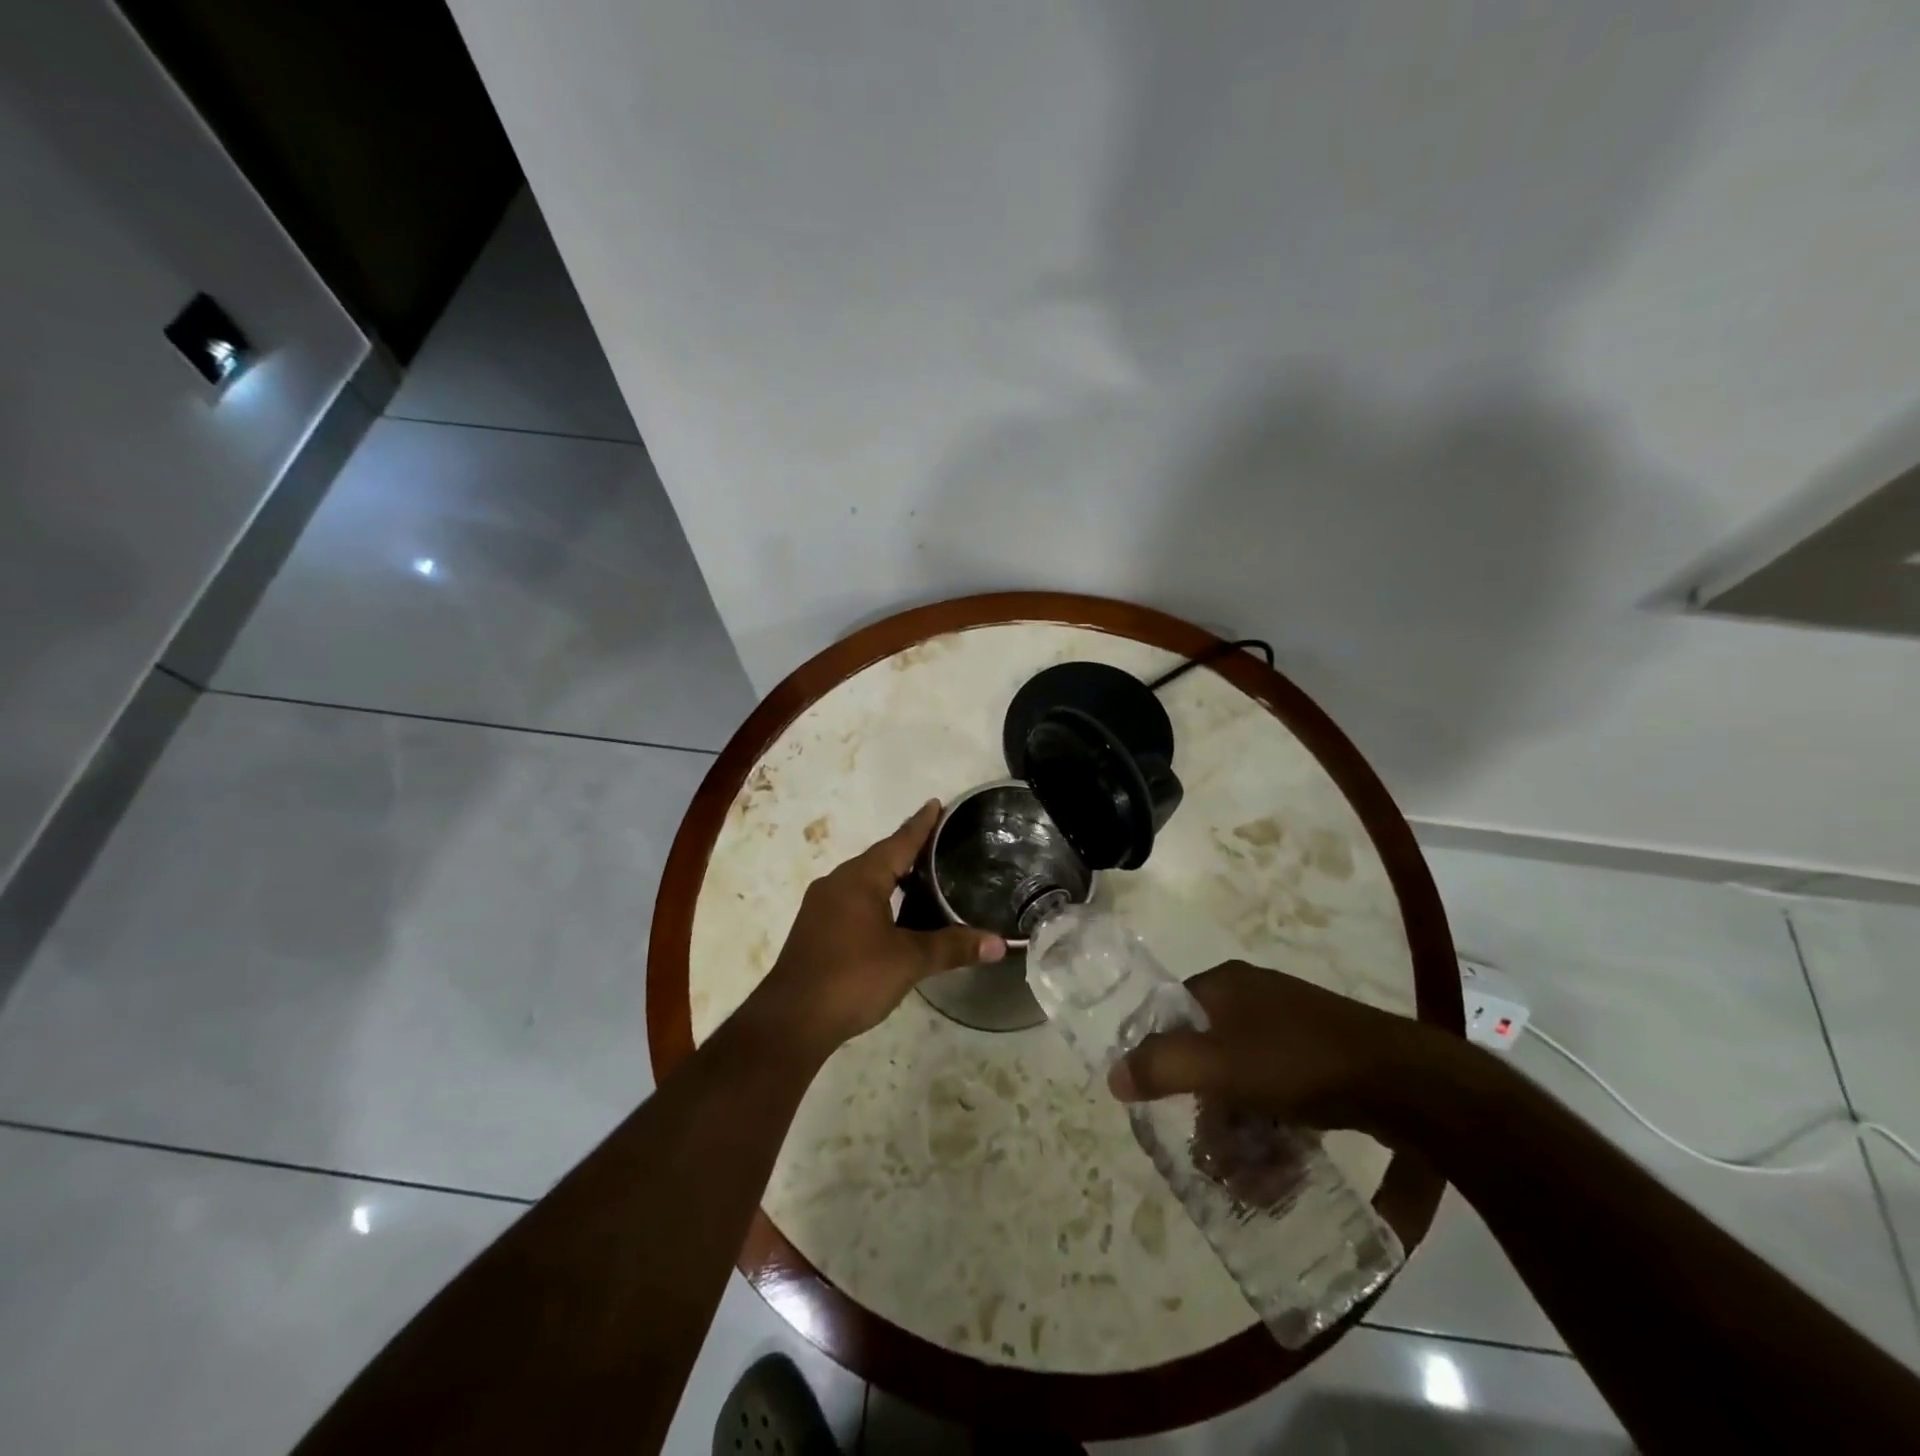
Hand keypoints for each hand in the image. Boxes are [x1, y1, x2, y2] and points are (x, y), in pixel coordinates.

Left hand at [746, 801, 1005, 1056]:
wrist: (791, 1020)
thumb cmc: (852, 978)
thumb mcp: (908, 961)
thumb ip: (952, 948)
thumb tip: (999, 944)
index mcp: (860, 879)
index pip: (898, 842)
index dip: (921, 824)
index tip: (937, 804)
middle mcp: (837, 883)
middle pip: (880, 858)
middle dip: (909, 850)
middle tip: (941, 845)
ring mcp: (821, 907)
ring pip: (864, 881)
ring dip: (891, 877)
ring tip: (922, 878)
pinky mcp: (815, 930)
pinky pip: (853, 901)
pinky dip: (877, 899)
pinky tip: (892, 915)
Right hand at [1108, 960, 1439, 1135]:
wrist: (1404, 1080)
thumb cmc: (1298, 1062)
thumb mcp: (1218, 1065)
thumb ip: (1160, 1066)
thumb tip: (1112, 1076)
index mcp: (1224, 984)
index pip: (1171, 1015)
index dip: (1161, 1059)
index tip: (1163, 1106)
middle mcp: (1254, 996)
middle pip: (1208, 1053)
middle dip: (1207, 1110)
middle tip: (1214, 1159)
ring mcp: (1291, 1024)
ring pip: (1244, 1077)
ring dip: (1241, 1128)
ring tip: (1252, 1180)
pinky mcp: (1322, 1054)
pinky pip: (1278, 1088)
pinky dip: (1272, 1124)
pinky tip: (1283, 1164)